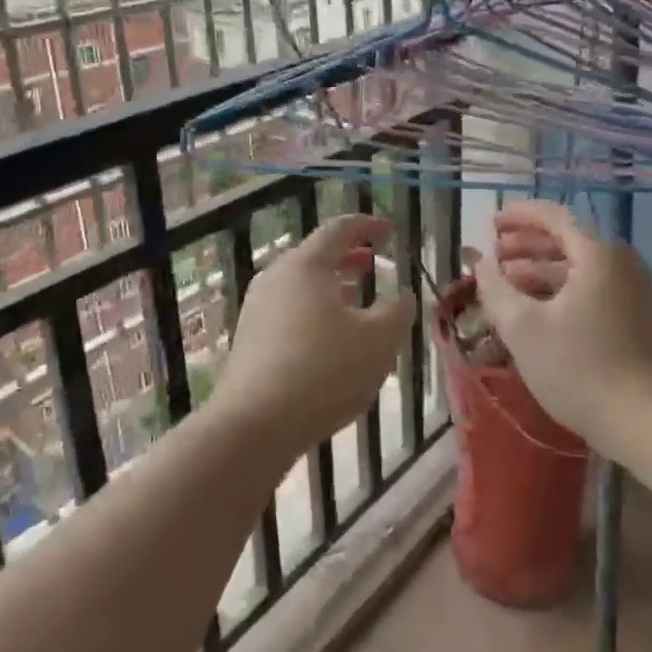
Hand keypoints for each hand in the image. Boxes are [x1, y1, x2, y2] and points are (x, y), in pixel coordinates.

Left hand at [213, 214, 417, 458]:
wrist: (254, 425)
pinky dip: (314, 311)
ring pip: (301, 286)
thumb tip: (401, 296)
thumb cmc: (324, 371)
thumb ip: (397, 311)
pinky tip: (330, 338)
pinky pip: (289, 312)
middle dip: (348, 257)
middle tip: (374, 261)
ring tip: (357, 299)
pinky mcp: (250, 340)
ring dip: (332, 287)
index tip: (388, 229)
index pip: (338, 230)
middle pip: (316, 256)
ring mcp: (257, 309)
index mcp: (306, 265)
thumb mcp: (378, 340)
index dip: (366, 226)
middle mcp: (276, 278)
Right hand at [464, 200, 651, 449]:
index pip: (554, 217)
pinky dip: (565, 290)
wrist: (645, 422)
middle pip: (569, 241)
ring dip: (543, 270)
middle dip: (527, 246)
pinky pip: (596, 289)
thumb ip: (494, 287)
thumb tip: (478, 261)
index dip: (519, 216)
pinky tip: (542, 311)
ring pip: (582, 268)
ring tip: (511, 285)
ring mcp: (637, 292)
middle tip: (496, 256)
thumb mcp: (522, 328)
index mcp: (598, 255)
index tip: (491, 223)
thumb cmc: (578, 368)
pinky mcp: (642, 319)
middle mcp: (623, 264)